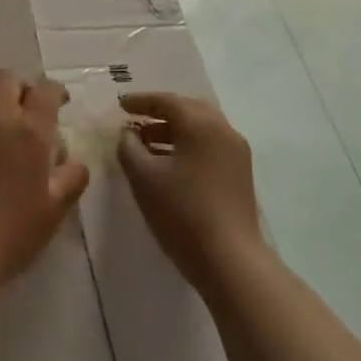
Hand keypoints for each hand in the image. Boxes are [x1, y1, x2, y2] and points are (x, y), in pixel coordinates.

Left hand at [0, 71, 88, 286]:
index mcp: (30, 131)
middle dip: (21, 87)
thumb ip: (72, 178)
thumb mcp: (55, 210)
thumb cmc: (11, 231)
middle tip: (26, 109)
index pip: (46, 90)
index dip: (55, 91)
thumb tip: (76, 161)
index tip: (60, 102)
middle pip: (8, 79)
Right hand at [116, 92, 262, 292]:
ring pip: (201, 128)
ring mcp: (236, 152)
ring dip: (173, 130)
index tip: (120, 106)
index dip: (141, 101)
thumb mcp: (143, 178)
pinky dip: (188, 145)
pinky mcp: (240, 173)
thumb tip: (128, 133)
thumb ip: (129, 147)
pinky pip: (210, 145)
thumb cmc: (181, 212)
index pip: (167, 101)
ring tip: (146, 144)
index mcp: (201, 124)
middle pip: (188, 109)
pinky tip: (168, 164)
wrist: (230, 260)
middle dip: (160, 112)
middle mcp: (223, 130)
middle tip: (135, 121)